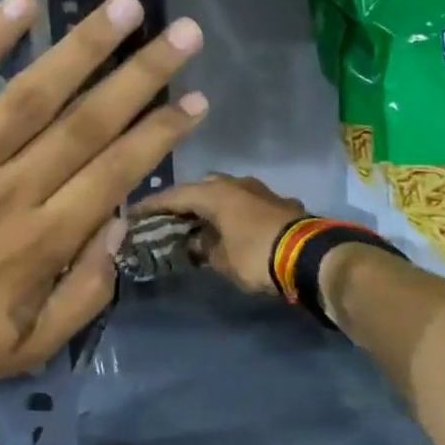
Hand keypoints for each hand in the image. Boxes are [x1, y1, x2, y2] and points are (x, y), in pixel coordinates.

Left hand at [0, 0, 206, 396]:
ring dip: (82, 48)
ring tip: (124, 8)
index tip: (195, 100)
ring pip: (30, 96)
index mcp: (42, 242)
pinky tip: (22, 4)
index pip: (115, 173)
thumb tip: (118, 225)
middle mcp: (10, 193)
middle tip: (185, 34)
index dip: (159, 135)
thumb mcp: (30, 348)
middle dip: (142, 77)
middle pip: (86, 124)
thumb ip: (85, 294)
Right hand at [135, 174, 305, 298]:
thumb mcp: (221, 260)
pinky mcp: (279, 204)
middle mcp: (236, 184)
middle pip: (200, 189)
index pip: (174, 196)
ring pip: (226, 195)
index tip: (133, 214)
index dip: (152, 206)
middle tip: (167, 219)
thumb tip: (196, 244)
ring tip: (197, 224)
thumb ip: (203, 249)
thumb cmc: (256, 255)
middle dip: (183, 203)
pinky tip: (229, 229)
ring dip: (211, 208)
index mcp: (215, 193)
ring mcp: (261, 191)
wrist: (311, 256)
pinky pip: (245, 205)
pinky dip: (232, 215)